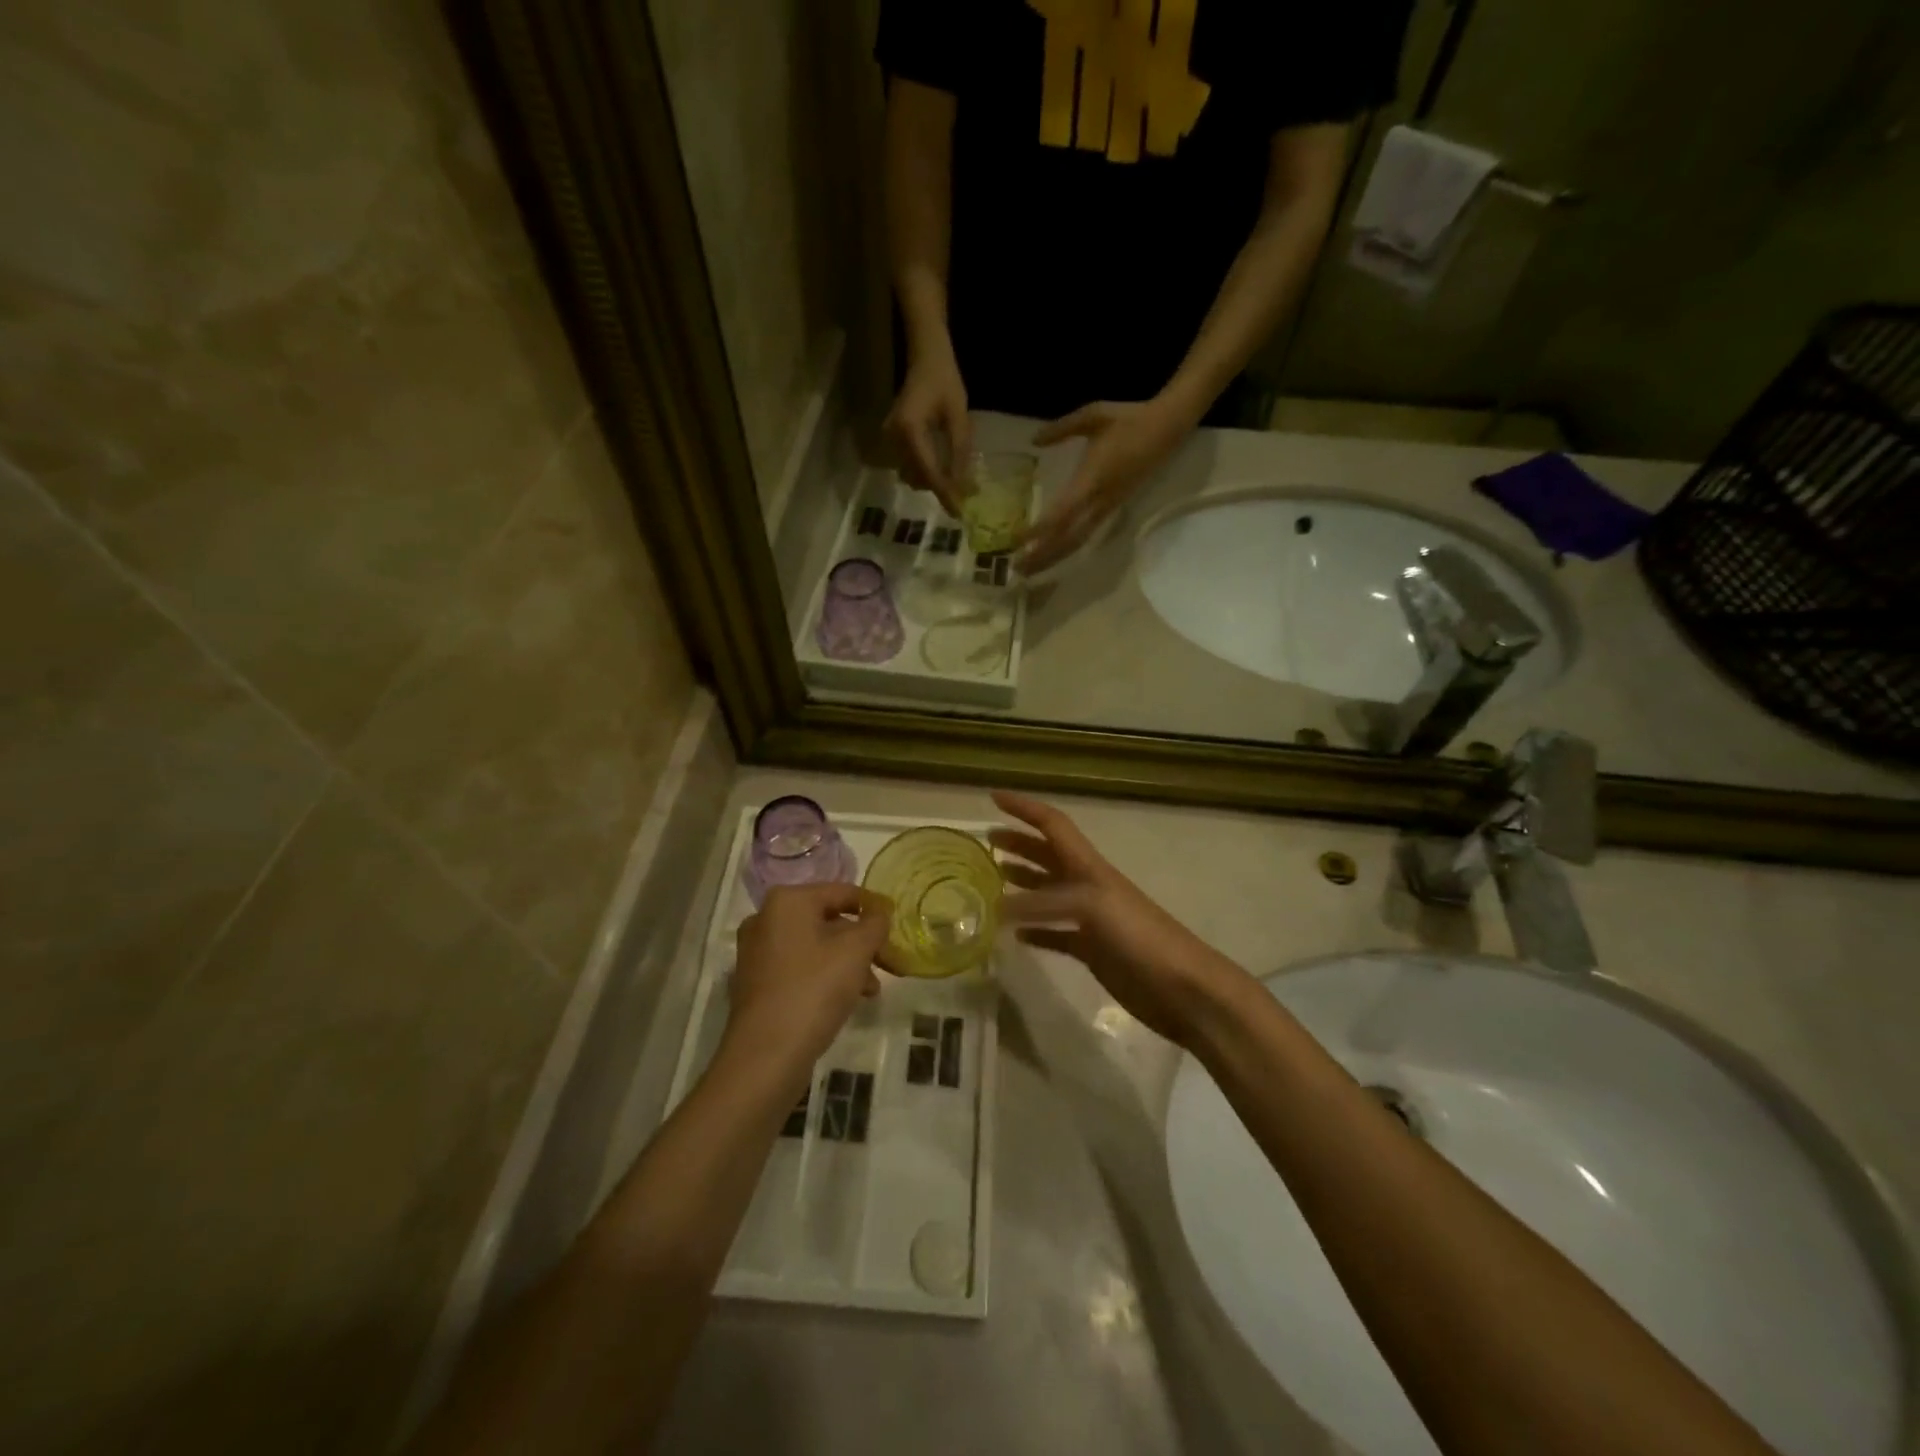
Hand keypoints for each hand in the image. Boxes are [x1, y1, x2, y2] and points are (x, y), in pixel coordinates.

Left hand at [727, 885, 893, 1079]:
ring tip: (871, 990)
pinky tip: (847, 999)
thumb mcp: (856, 951)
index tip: (896, 925)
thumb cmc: (814, 990)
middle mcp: (766, 918)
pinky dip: (825, 976)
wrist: (766, 1055)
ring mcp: (757, 952)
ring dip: (848, 962)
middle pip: (828, 920)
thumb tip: (880, 913)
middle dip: (861, 942)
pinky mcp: (757, 982)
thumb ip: (874, 924)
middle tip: (889, 962)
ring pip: (816, 946)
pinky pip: (800, 967)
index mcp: (787, 901)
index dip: (874, 907)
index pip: (842, 892)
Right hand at [884, 346, 971, 512]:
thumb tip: (963, 487)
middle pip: (918, 477)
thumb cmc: (945, 381)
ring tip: (957, 482)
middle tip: (964, 497)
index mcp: (910, 430)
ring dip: (934, 481)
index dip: (944, 493)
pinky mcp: (893, 440)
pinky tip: (944, 469)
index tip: (959, 512)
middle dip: (940, 489)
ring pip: (913, 475)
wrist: (925, 358)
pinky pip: (911, 465)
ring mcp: (890, 440)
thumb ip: (959, 452)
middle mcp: (894, 438)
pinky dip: (928, 472)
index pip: (928, 471)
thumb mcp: (959, 417)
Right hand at [990, 791, 1248, 1046]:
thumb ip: (1043, 903)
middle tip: (985, 842)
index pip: (1052, 825)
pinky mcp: (1091, 951)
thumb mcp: (1091, 907)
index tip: (993, 797)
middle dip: (1018, 844)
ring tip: (992, 881)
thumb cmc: (1139, 935)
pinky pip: (1055, 935)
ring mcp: (1090, 920)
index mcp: (1089, 866)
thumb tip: (997, 908)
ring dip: (1022, 883)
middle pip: (1047, 856)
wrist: (1182, 986)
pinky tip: (1014, 935)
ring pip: (1047, 894)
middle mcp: (1087, 886)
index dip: (1024, 808)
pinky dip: (1034, 931)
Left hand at [1017, 395, 1198, 573]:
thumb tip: (1034, 439)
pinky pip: (1086, 535)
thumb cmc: (1128, 419)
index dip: (1040, 530)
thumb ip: (1061, 428)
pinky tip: (1052, 556)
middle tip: (1016, 568)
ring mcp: (1108, 508)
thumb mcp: (1092, 415)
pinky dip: (1066, 548)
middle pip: (1068, 538)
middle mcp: (1100, 501)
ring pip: (1077, 541)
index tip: (1018, 540)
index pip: (1062, 513)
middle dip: (1042, 555)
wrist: (1167, 428)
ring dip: (1053, 557)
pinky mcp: (1112, 509)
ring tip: (1029, 569)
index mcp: (1092, 478)